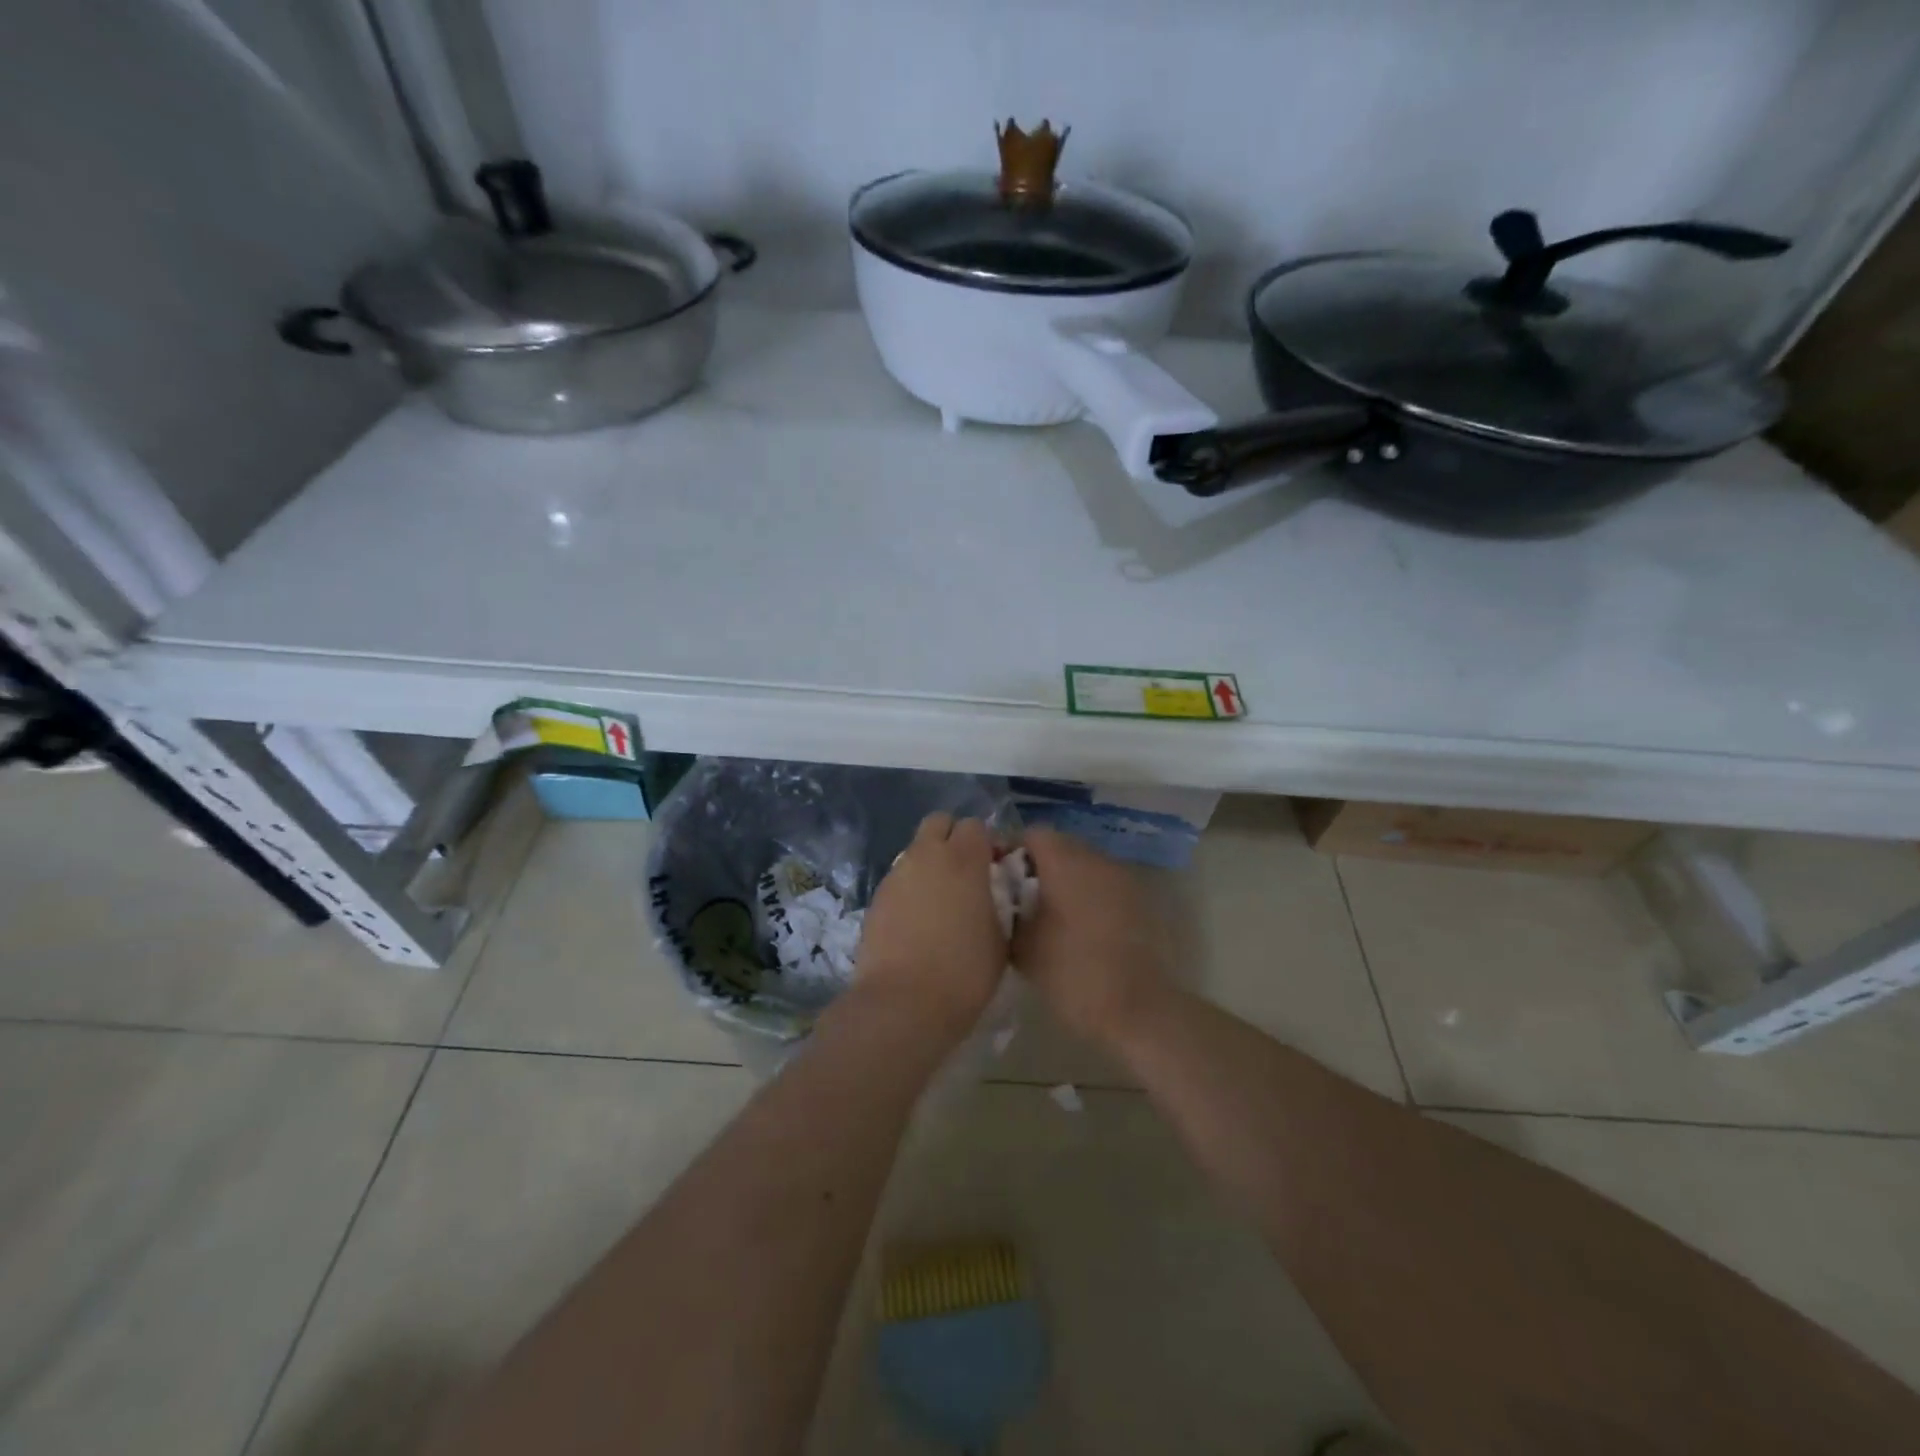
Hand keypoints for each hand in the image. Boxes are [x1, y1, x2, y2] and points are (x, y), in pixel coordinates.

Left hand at [856, 813, 1006, 1038]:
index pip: (976, 825)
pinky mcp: (876, 896)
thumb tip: (992, 893)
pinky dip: (912, 887)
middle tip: (966, 872)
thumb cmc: (965, 972)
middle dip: (953, 837)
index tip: (995, 868)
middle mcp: (927, 855)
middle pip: (939, 822)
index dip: (987, 843)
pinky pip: (900, 878)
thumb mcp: (1001, 938)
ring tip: (941, 900)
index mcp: (964, 859)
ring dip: (931, 862)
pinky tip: (918, 920)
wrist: (903, 1003)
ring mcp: (897, 874)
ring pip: (916, 849)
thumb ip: (999, 902)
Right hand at [1012, 826, 1174, 1047]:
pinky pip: (1103, 885)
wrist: (1139, 1009)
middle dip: (1038, 866)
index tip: (1000, 880)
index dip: (1012, 851)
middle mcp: (1096, 859)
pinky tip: (1079, 930)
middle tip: (1021, 900)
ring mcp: (1122, 878)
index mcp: (1065, 862)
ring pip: (1084, 865)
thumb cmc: (1072, 974)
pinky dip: (1088, 896)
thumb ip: (1006, 911)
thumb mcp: (1022, 947)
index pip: (1032, 834)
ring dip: (1065, 880)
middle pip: (1060, 845)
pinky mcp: (1139, 900)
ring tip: (1049, 916)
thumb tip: (1001, 897)